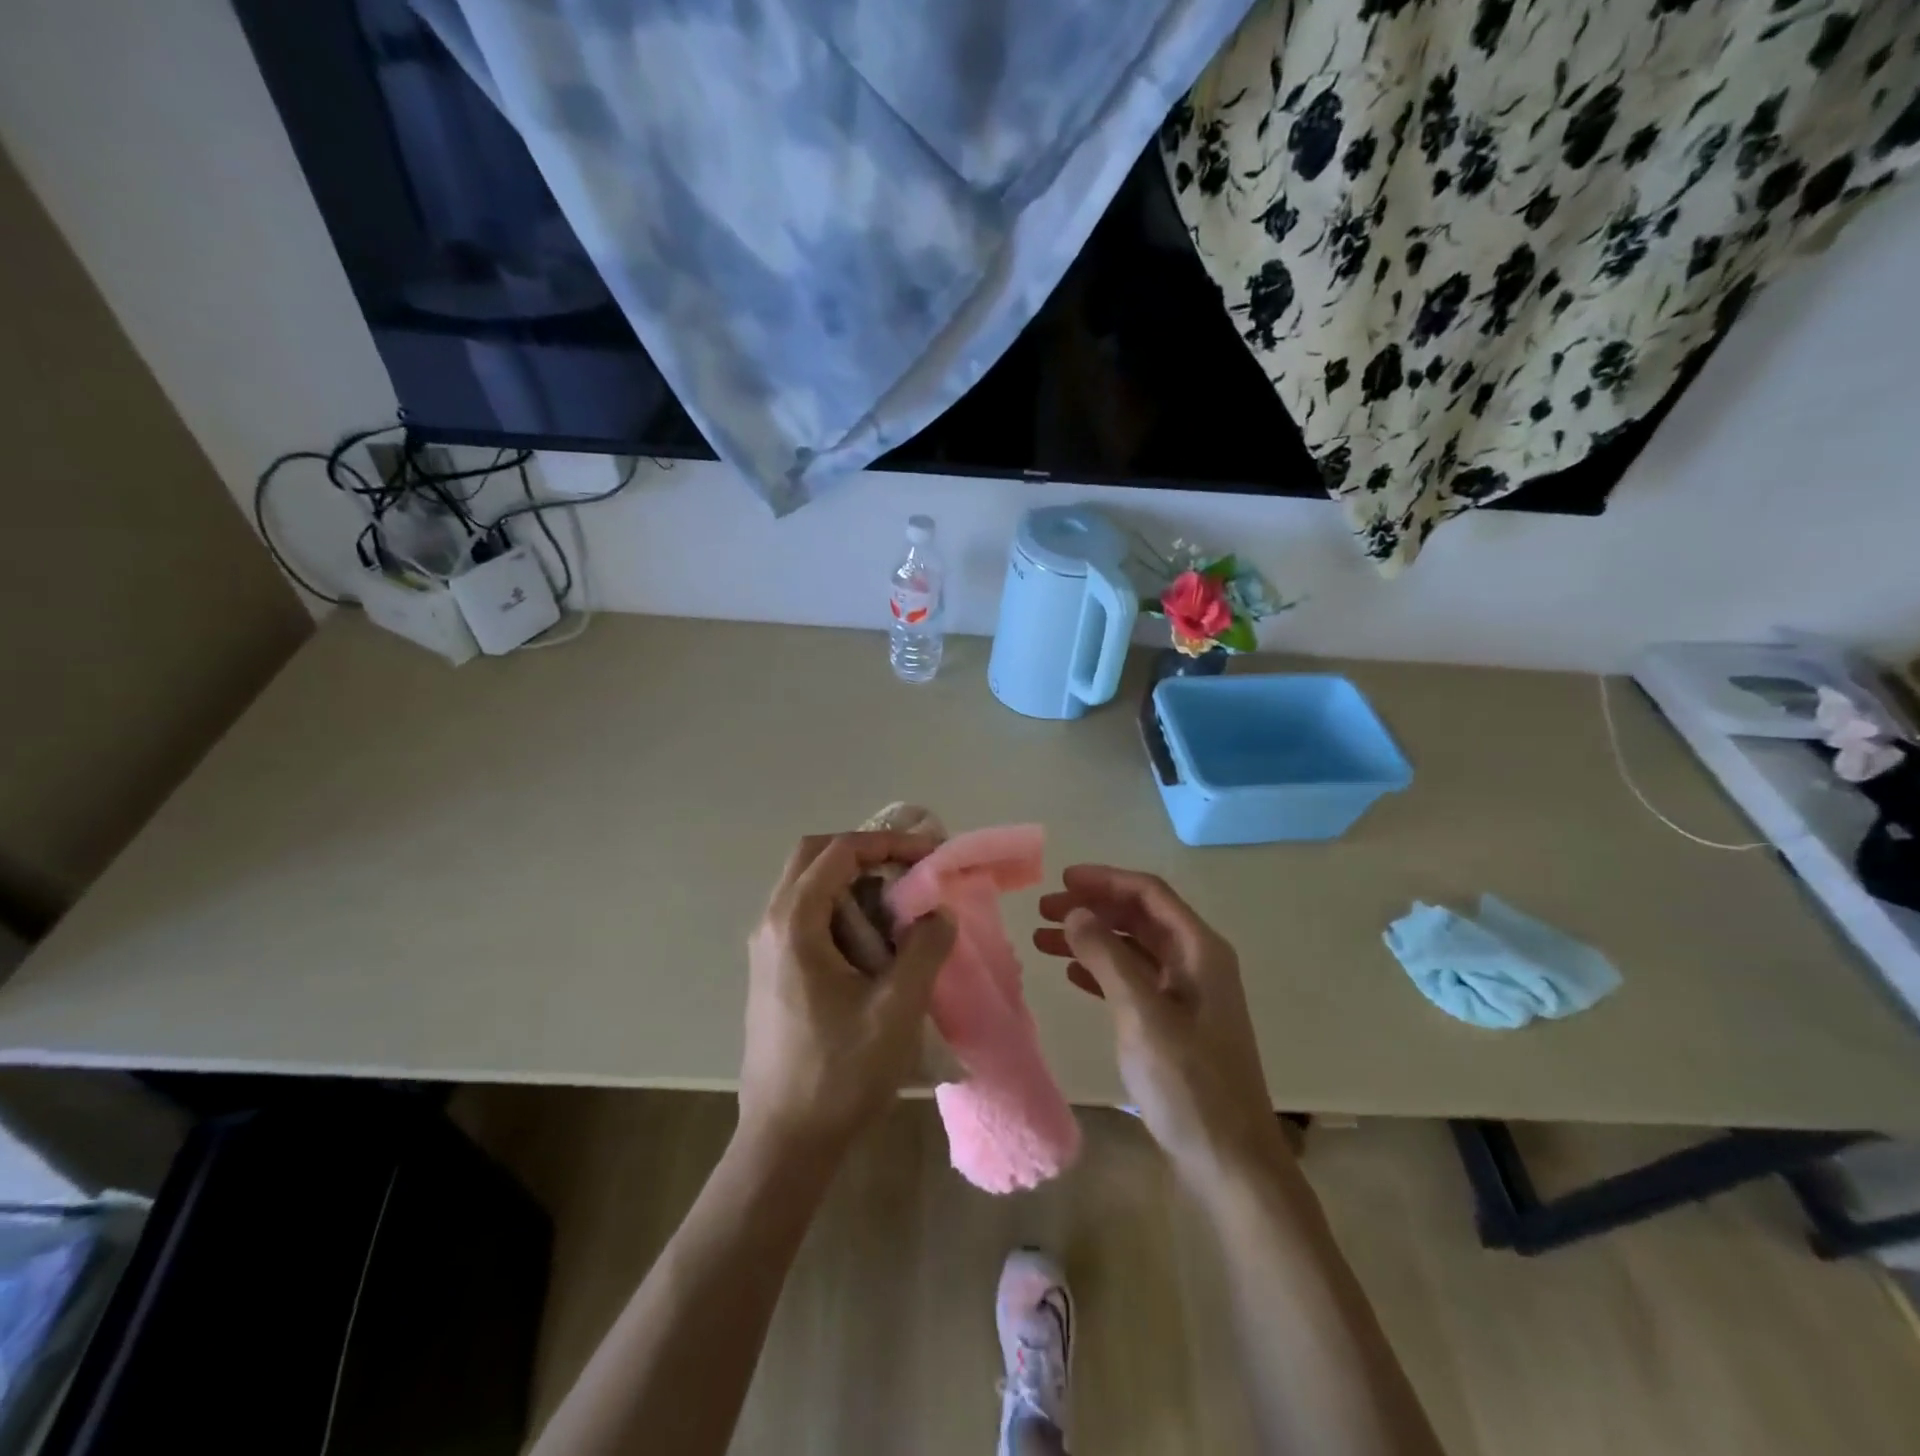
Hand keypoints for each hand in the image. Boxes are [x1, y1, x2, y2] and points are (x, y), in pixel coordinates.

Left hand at [738, 833, 955, 1163]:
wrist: (785, 1142)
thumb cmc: (840, 1072)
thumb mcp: (897, 1008)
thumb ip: (925, 948)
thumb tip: (938, 911)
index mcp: (794, 923)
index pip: (840, 852)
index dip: (889, 842)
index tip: (930, 855)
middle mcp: (771, 924)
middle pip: (814, 856)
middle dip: (866, 852)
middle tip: (909, 869)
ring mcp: (767, 948)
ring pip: (809, 885)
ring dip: (854, 881)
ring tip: (899, 904)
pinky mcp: (773, 971)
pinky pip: (807, 915)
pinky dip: (842, 908)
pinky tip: (875, 942)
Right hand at [1035, 865, 1284, 1184]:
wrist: (1229, 1162)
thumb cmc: (1188, 1083)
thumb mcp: (1142, 1013)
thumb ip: (1107, 956)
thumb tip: (1075, 912)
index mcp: (1200, 950)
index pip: (1149, 893)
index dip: (1105, 880)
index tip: (1061, 880)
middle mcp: (1196, 963)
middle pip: (1139, 917)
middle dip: (1092, 908)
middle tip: (1043, 910)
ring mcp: (1187, 995)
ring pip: (1132, 948)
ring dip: (1091, 939)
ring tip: (1044, 939)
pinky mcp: (1175, 1024)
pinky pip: (1132, 980)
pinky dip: (1100, 971)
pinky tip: (1071, 973)